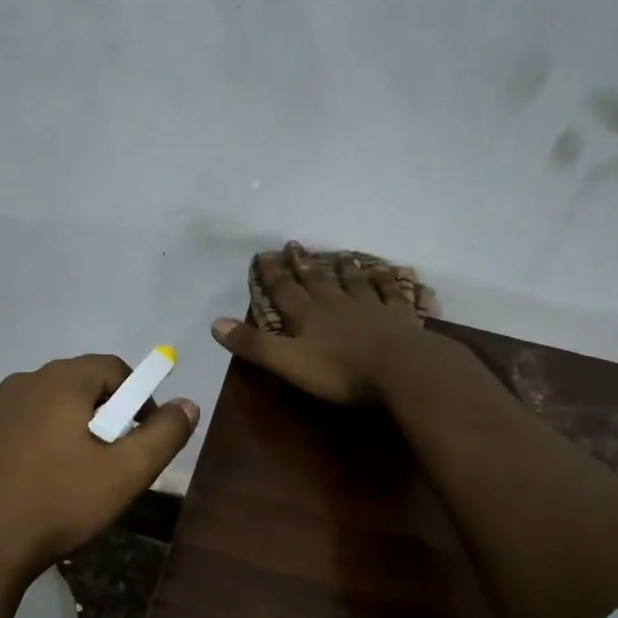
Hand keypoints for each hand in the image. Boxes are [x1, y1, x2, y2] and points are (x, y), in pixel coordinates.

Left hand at [0, 354, 198, 583]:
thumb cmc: (58, 501)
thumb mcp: (126, 472)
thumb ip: (164, 434)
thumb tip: (188, 404)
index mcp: (62, 380)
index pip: (115, 368)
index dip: (140, 398)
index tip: (145, 438)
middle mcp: (27, 382)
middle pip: (84, 385)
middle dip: (110, 416)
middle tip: (118, 461)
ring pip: (56, 408)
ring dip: (79, 432)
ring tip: (85, 477)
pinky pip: (30, 427)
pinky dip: (50, 444)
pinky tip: (49, 485)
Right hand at [211, 243, 432, 405]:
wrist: (402, 371)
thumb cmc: (341, 372)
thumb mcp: (288, 362)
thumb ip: (253, 345)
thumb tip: (215, 323)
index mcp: (308, 317)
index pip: (283, 291)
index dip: (270, 274)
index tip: (263, 254)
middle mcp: (337, 305)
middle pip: (316, 281)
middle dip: (302, 264)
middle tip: (294, 244)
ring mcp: (371, 309)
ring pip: (354, 283)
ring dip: (345, 269)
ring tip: (341, 255)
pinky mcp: (400, 319)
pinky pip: (391, 295)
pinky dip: (388, 282)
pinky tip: (389, 273)